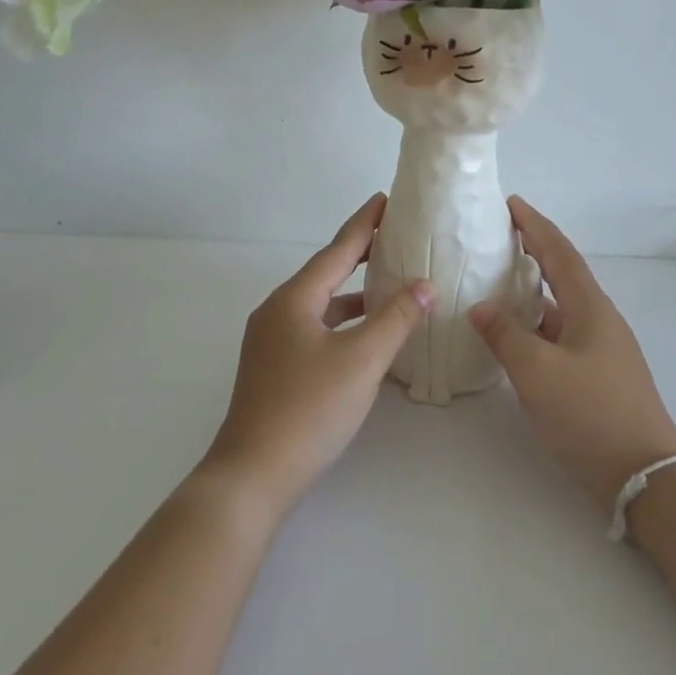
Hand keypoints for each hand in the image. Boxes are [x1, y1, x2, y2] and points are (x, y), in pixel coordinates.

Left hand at [202, 194, 434, 517]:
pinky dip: (341, 322)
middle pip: (325, 273)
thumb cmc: (309, 409)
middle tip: (392, 237)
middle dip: (358, 254)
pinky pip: (314, 328)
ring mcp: (271, 341)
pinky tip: (363, 336)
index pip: (336, 250)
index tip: (385, 200)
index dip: (364, 224)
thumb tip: (423, 284)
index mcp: (294, 300)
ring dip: (352, 292)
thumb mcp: (361, 361)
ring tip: (386, 283)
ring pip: (319, 304)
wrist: (252, 474)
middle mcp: (277, 311)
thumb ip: (394, 319)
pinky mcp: (273, 368)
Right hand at [470, 196, 675, 512]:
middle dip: (532, 251)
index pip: (559, 252)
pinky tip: (511, 335)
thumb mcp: (537, 372)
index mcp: (590, 308)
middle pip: (562, 273)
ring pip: (558, 307)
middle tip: (497, 238)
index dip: (535, 225)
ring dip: (530, 291)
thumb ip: (505, 335)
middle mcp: (598, 320)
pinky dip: (533, 325)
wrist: (644, 475)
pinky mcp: (595, 375)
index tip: (510, 203)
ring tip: (494, 282)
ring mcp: (599, 349)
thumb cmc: (591, 413)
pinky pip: (558, 335)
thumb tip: (480, 307)